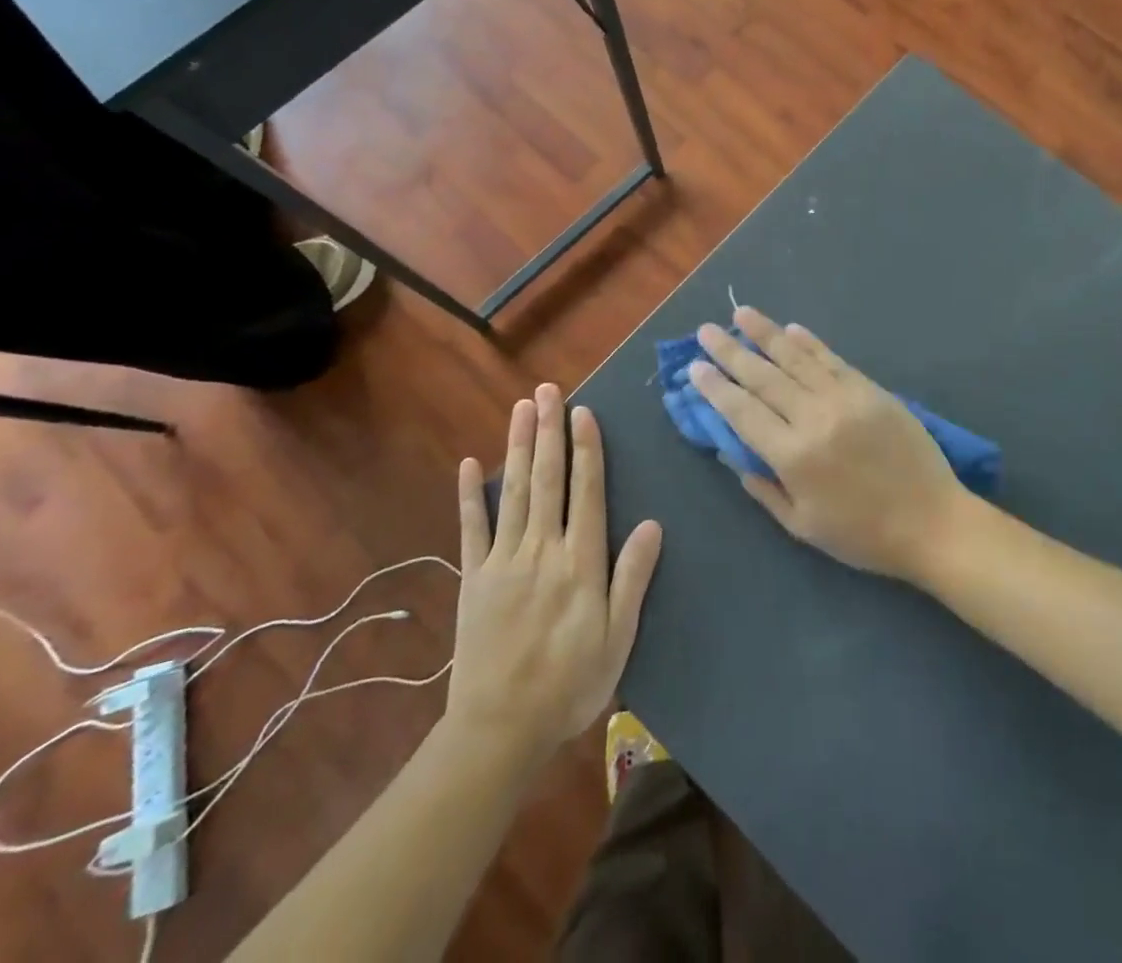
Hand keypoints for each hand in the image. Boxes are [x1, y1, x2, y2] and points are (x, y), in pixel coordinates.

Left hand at [441, 385, 662, 774]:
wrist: (499, 730)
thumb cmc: (569, 685)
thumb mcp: (617, 639)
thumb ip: (632, 579)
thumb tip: (652, 524)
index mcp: (580, 563)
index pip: (586, 493)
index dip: (586, 450)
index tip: (583, 412)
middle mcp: (542, 549)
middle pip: (547, 480)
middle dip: (549, 431)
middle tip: (549, 390)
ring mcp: (503, 561)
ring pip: (513, 492)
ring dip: (517, 447)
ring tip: (522, 408)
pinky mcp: (473, 578)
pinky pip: (471, 529)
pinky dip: (470, 495)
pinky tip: (468, 464)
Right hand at [690, 309, 970, 581]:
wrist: (932, 522)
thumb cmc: (862, 534)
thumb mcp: (802, 524)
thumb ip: (763, 487)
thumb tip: (732, 453)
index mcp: (792, 456)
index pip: (742, 411)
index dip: (715, 387)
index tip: (695, 366)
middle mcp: (813, 418)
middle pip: (763, 377)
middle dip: (730, 352)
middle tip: (706, 330)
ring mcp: (845, 399)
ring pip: (796, 358)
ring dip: (766, 333)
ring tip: (742, 314)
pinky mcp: (871, 390)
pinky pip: (832, 359)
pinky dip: (810, 343)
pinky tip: (791, 328)